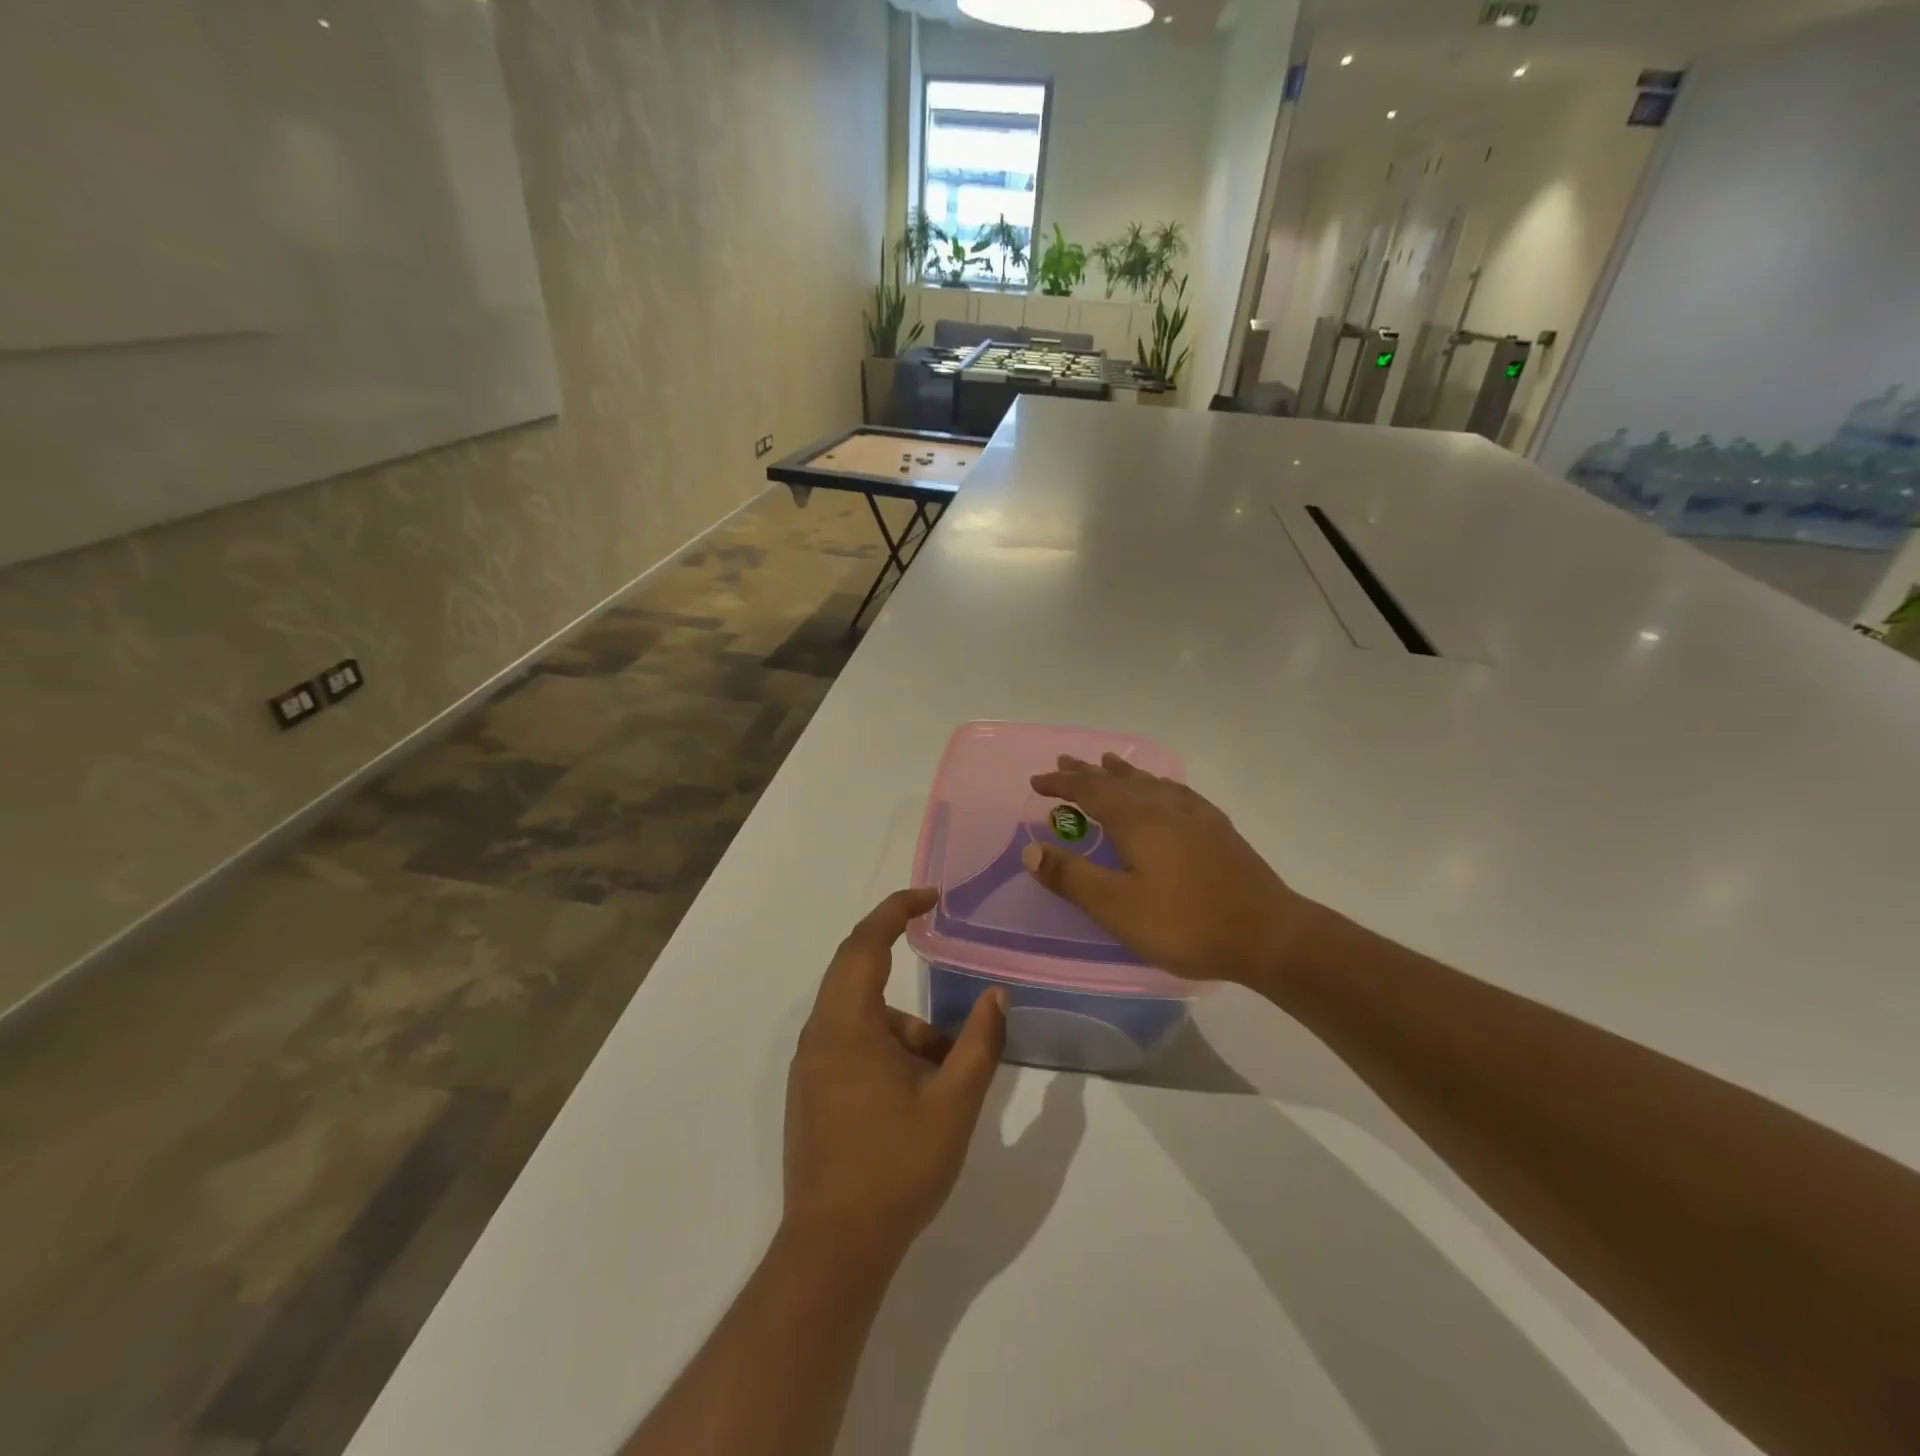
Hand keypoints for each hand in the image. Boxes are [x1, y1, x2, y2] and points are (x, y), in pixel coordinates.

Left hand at [784, 889, 1006, 1265]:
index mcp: (847, 1025)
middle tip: (934, 938)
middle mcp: (821, 1034)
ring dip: (903, 1021)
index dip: (896, 909)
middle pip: (854, 967)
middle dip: (894, 946)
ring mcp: (811, 1064)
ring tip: (946, 1066)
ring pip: (859, 1013)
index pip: (866, 943)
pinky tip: (916, 1090)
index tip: (931, 897)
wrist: (834, 1249)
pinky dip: (886, 1043)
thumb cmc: (896, 1167)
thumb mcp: (954, 1103)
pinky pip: (850, 1041)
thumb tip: (996, 995)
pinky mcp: (812, 1090)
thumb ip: (979, 1043)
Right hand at [1022, 754, 1310, 988]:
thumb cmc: (1185, 922)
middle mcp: (1164, 807)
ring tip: (1108, 762)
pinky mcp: (1218, 829)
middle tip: (1065, 761)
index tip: (1036, 782)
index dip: (1062, 784)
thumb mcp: (1117, 907)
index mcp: (1137, 820)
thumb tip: (1031, 850)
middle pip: (1119, 780)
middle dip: (1088, 772)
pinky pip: (1177, 793)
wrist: (1268, 934)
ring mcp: (1195, 815)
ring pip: (1150, 782)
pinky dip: (1158, 784)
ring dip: (1123, 772)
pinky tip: (1164, 791)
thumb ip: (1072, 876)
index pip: (1089, 791)